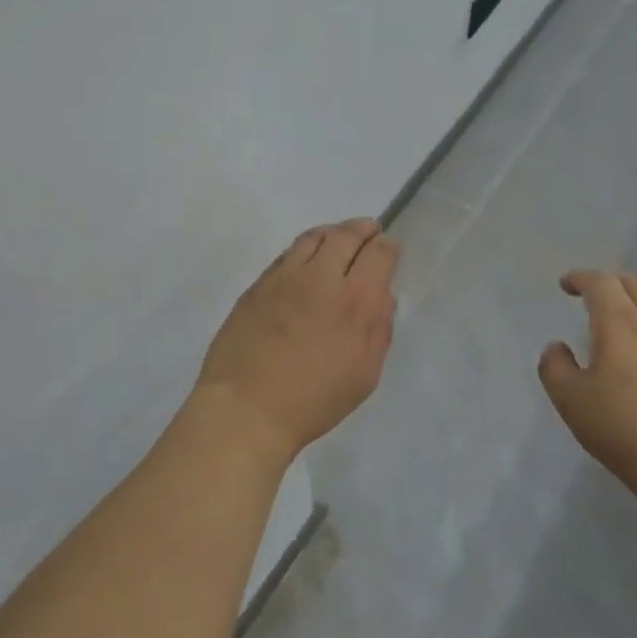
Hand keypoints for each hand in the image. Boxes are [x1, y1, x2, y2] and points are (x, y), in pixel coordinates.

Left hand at [196, 218, 399, 461]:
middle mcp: (322, 277)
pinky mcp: (258, 285)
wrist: (247, 408)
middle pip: (346, 234)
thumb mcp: (364, 375)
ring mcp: (285, 277)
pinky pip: (286, 254)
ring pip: (313, 237)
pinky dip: (304, 249)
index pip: (379, 253)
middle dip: (363, 229)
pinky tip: (305, 260)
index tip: (389, 250)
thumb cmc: (314, 401)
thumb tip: (382, 297)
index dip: (388, 247)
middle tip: (369, 232)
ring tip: (337, 239)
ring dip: (332, 232)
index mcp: (356, 300)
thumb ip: (379, 330)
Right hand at [539, 270, 636, 506]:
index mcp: (619, 322)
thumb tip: (557, 347)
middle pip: (635, 285)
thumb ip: (555, 368)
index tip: (566, 284)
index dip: (580, 278)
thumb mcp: (572, 401)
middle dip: (611, 283)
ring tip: (624, 321)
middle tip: (593, 295)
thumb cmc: (626, 427)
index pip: (600, 283)